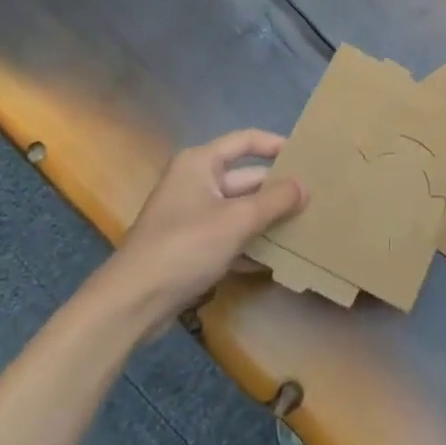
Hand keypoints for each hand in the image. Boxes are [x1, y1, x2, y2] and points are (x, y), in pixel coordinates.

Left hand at [87, 129, 306, 334]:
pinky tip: (276, 259)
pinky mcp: (190, 247)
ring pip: (239, 209)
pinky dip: (249, 244)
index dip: (276, 144)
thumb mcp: (237, 220)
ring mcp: (191, 216)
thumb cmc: (185, 246)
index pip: (246, 141)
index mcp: (200, 163)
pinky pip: (228, 236)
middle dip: (277, 189)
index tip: (307, 156)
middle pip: (246, 178)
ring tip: (304, 225)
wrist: (131, 303)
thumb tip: (305, 186)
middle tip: (315, 197)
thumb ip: (276, 200)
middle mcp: (195, 182)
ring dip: (267, 219)